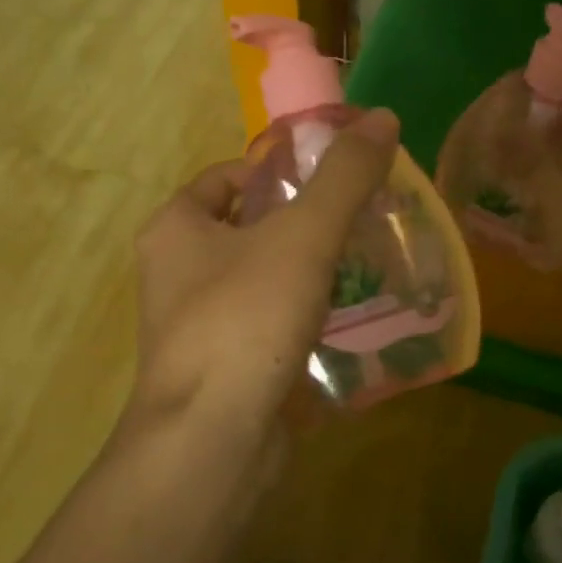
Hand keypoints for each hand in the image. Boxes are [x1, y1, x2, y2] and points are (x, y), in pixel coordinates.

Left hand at [128, 109, 400, 460]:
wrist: (212, 444)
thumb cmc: (246, 320)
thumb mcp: (303, 236)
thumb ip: (345, 177)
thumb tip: (383, 118)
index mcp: (178, 229)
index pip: (229, 177)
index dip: (279, 170)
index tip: (332, 180)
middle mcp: (178, 273)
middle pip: (251, 228)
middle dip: (305, 223)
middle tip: (361, 222)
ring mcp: (200, 325)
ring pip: (265, 280)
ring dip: (311, 273)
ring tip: (368, 267)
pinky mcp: (226, 369)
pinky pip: (271, 326)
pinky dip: (307, 319)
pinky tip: (353, 324)